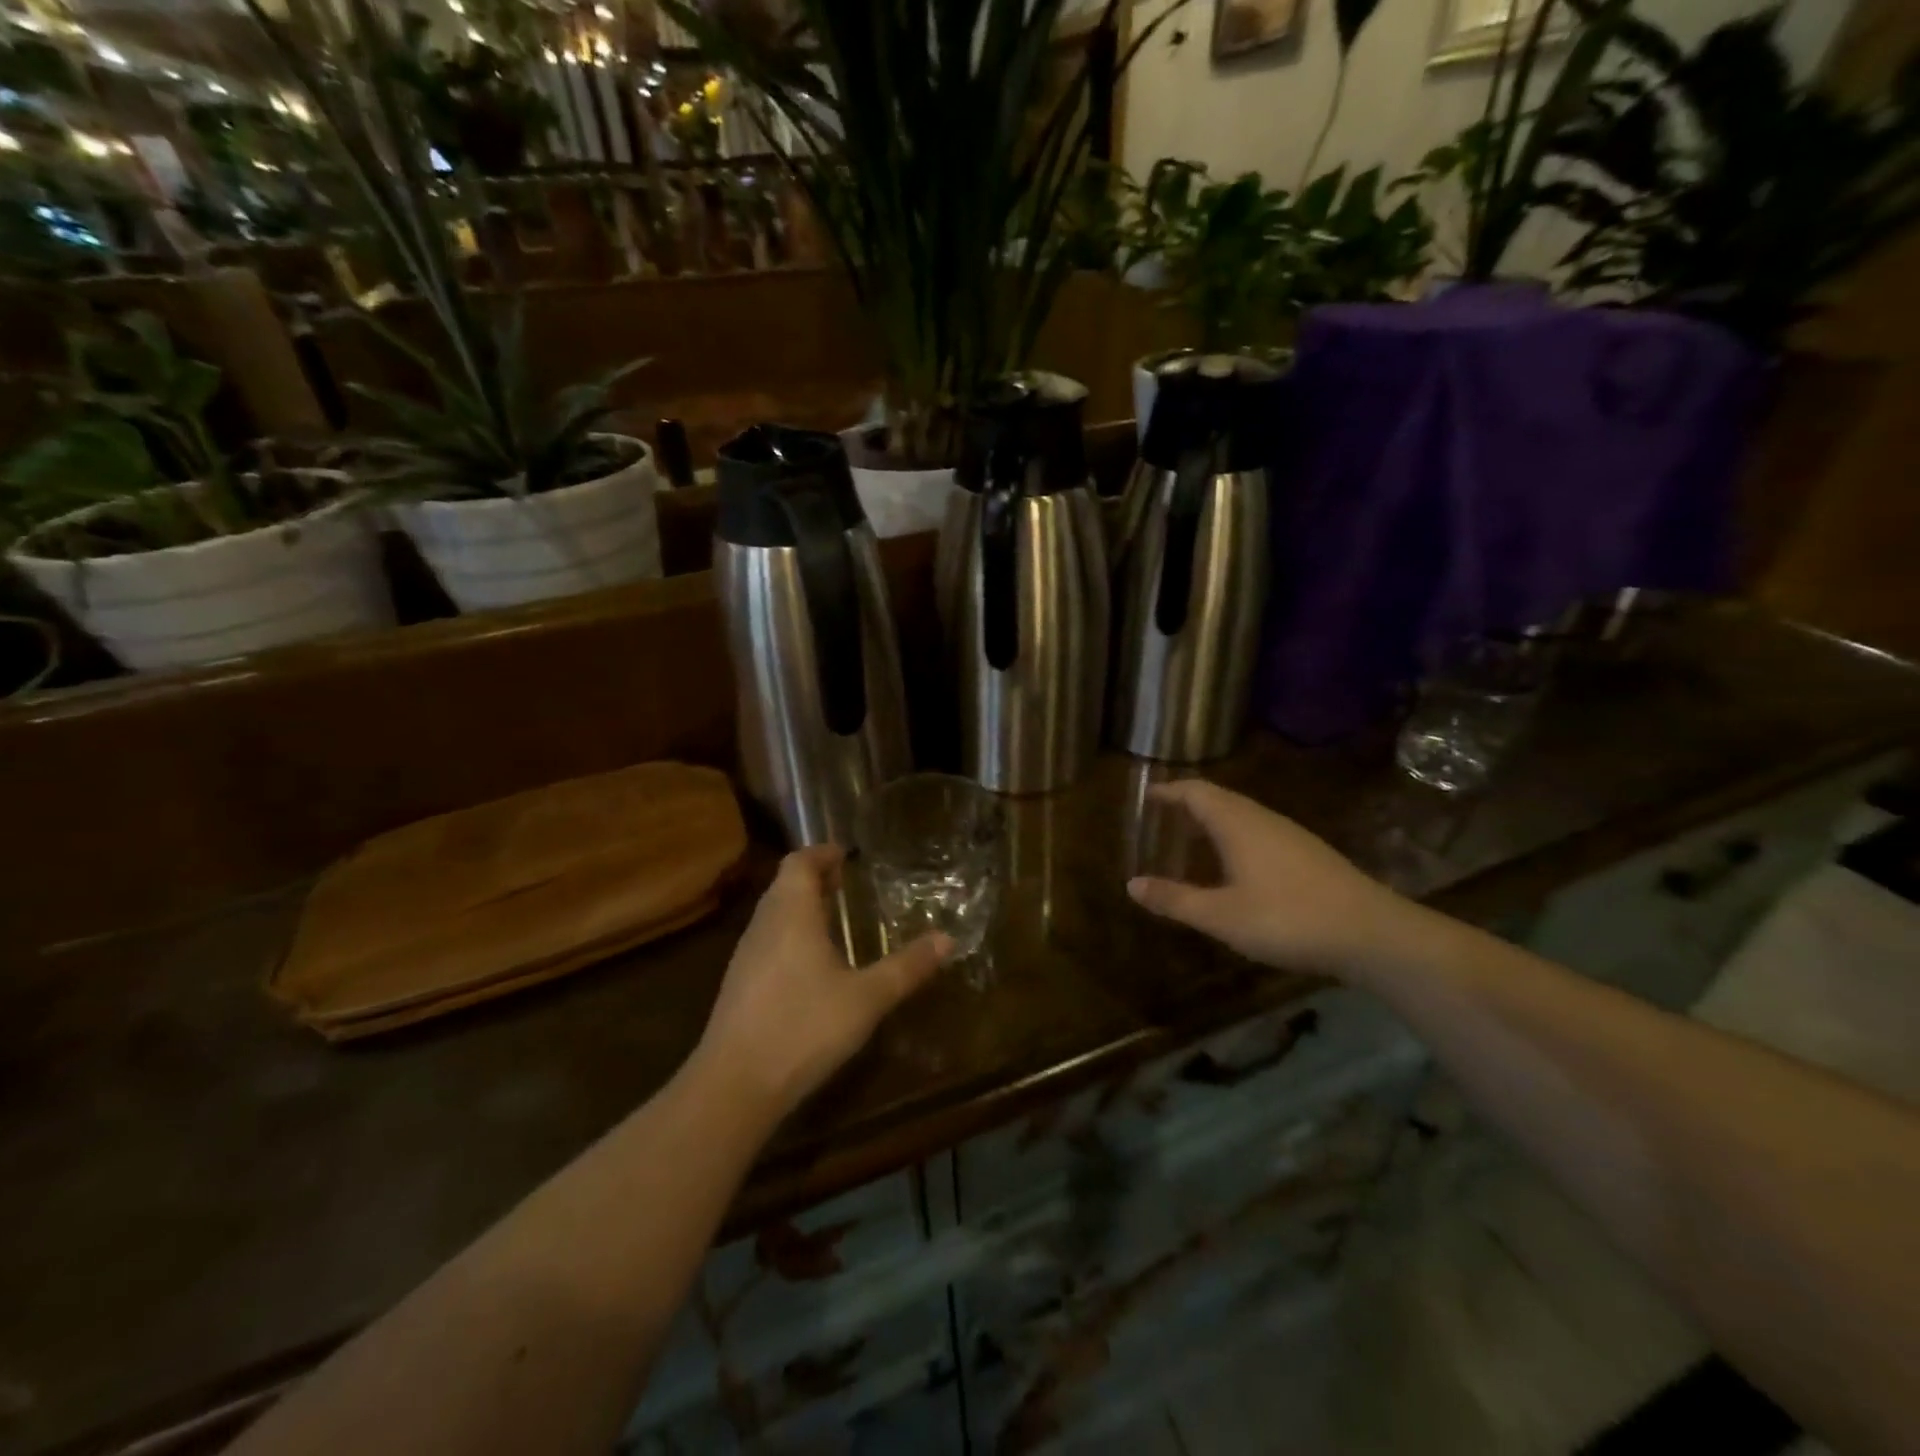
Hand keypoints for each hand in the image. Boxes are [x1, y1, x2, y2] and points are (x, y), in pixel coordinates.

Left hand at [694, 845, 951, 1118]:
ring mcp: (746, 956)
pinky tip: (812, 965)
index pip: (799, 862)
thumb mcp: (867, 998)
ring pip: (774, 914)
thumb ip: (907, 967)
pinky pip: (768, 941)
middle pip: (785, 885)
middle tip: (848, 884)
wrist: (734, 1086)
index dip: (822, 853)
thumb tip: (947, 939)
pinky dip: (791, 935)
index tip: (848, 855)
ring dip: (802, 907)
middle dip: (815, 878)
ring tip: (836, 920)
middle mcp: (764, 925)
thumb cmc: (804, 1028)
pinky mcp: (739, 985)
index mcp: (791, 914)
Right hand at [1127, 780, 1421, 981]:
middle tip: (1162, 820)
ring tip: (1191, 842)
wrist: (1373, 933)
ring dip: (1212, 822)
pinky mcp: (1309, 855)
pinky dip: (1234, 838)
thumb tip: (1131, 884)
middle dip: (1187, 805)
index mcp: (1237, 823)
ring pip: (1242, 816)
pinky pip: (1259, 832)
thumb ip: (1175, 899)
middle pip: (1219, 799)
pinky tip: (1234, 868)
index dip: (1169, 791)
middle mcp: (1263, 819)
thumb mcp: (1221, 915)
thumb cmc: (1287, 918)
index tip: (1146, 796)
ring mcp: (1290, 835)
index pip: (1195, 792)